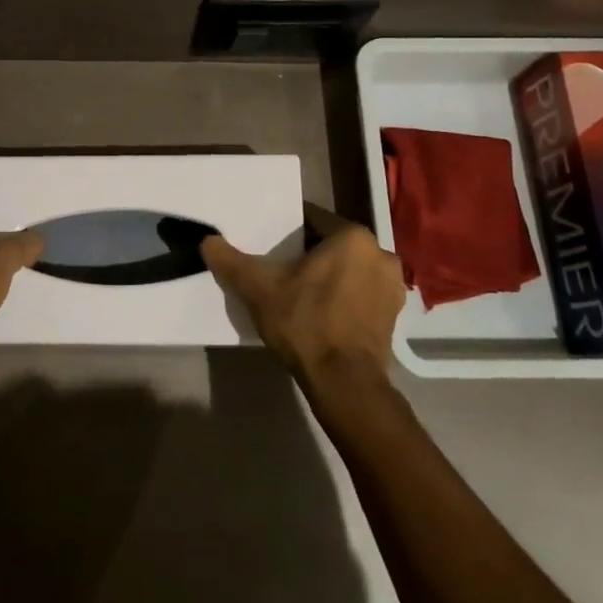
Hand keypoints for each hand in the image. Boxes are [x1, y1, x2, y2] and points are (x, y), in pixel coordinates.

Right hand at [201, 216, 405, 384]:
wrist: (344, 382)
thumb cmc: (305, 323)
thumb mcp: (259, 289)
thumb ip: (231, 261)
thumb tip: (207, 240)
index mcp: (352, 236)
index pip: (313, 220)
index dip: (289, 232)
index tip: (272, 247)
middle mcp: (380, 253)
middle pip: (334, 244)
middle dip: (311, 254)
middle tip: (283, 271)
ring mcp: (393, 286)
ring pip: (350, 269)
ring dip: (331, 276)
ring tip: (303, 293)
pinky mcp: (395, 315)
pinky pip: (363, 293)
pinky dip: (346, 297)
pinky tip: (325, 314)